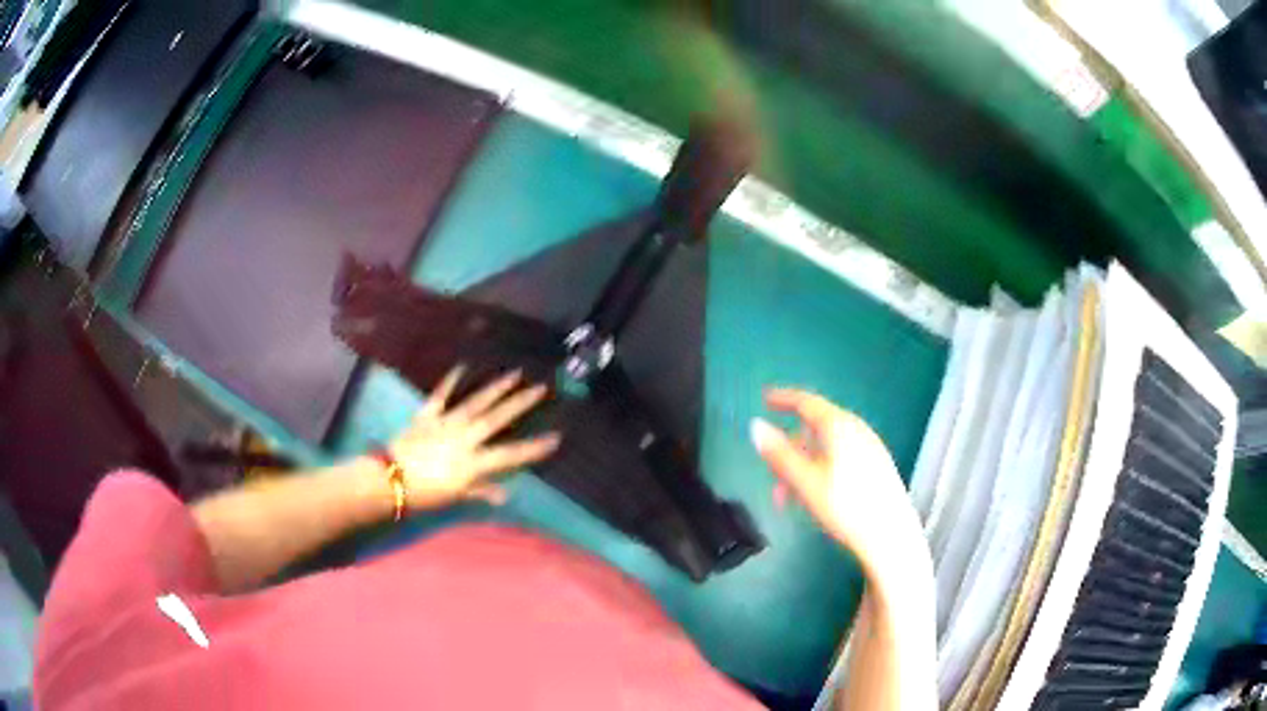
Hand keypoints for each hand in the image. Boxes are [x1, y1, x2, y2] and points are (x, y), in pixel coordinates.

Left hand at [387, 366, 560, 509]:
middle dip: (521, 403)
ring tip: (514, 374)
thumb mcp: (455, 497)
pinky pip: (441, 395)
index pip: (510, 454)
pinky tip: (462, 366)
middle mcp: (464, 437)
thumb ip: (481, 491)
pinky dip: (450, 381)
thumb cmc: (425, 494)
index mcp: (473, 462)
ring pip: (476, 402)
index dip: (534, 447)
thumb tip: (506, 494)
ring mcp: (446, 423)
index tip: (556, 437)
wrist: (390, 478)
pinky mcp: (427, 415)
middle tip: (541, 387)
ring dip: (496, 388)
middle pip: (497, 418)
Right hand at [750, 388, 926, 577]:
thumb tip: (756, 426)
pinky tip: (816, 497)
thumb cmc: (845, 506)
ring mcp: (869, 447)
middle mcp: (856, 429)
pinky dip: (821, 469)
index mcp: (838, 426)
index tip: (765, 398)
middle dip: (790, 450)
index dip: (783, 399)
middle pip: (815, 428)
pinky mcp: (877, 466)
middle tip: (773, 478)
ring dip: (803, 466)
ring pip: (827, 447)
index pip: (806, 402)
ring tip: (791, 498)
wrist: (890, 535)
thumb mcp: (804, 482)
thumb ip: (779, 454)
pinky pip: (841, 457)